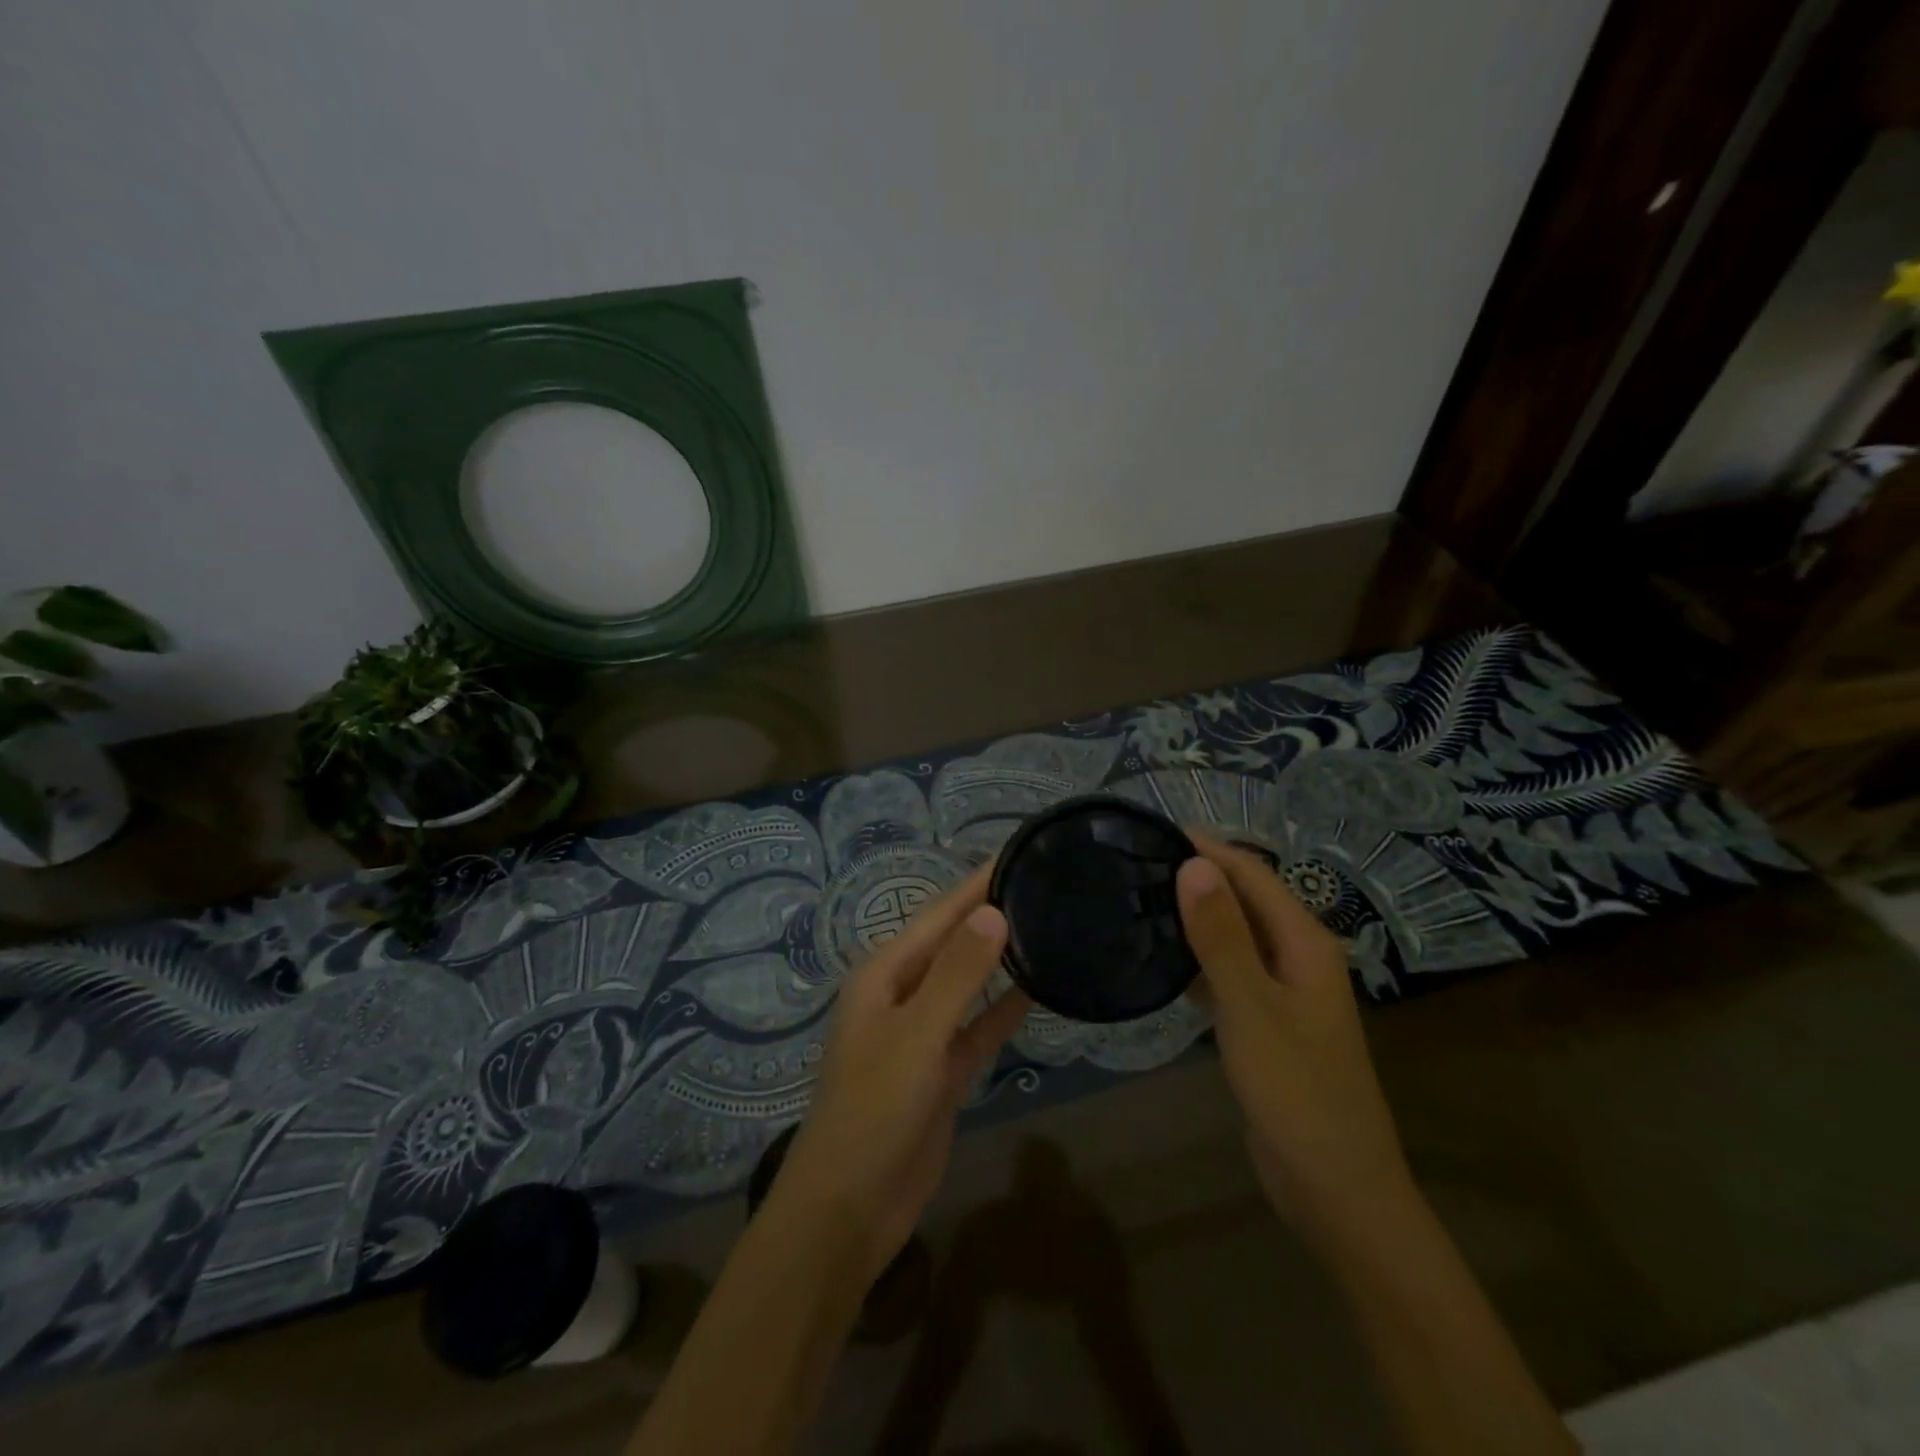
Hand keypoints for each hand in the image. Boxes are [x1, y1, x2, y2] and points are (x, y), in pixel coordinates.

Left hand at [770, 866, 1030, 1284]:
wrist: (849, 1208)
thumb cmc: (873, 1110)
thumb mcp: (916, 1035)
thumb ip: (956, 974)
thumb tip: (993, 911)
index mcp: (883, 975)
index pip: (938, 915)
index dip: (976, 884)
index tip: (1016, 853)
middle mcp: (901, 994)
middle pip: (953, 944)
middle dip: (990, 915)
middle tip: (1043, 884)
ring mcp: (922, 1034)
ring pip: (967, 983)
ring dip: (999, 959)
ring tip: (1046, 926)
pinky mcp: (941, 1071)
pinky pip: (976, 1028)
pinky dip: (1002, 1010)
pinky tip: (1037, 991)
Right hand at [1176, 835, 1411, 1237]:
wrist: (1335, 1187)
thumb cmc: (1297, 1092)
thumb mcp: (1252, 1009)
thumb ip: (1221, 936)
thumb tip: (1193, 863)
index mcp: (1306, 943)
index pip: (1252, 874)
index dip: (1207, 848)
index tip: (1151, 830)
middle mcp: (1298, 956)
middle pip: (1245, 899)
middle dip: (1198, 876)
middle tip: (1134, 864)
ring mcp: (1284, 990)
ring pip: (1235, 935)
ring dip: (1195, 915)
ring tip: (1138, 901)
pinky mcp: (1267, 1020)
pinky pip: (1229, 971)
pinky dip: (1198, 958)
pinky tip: (1161, 960)